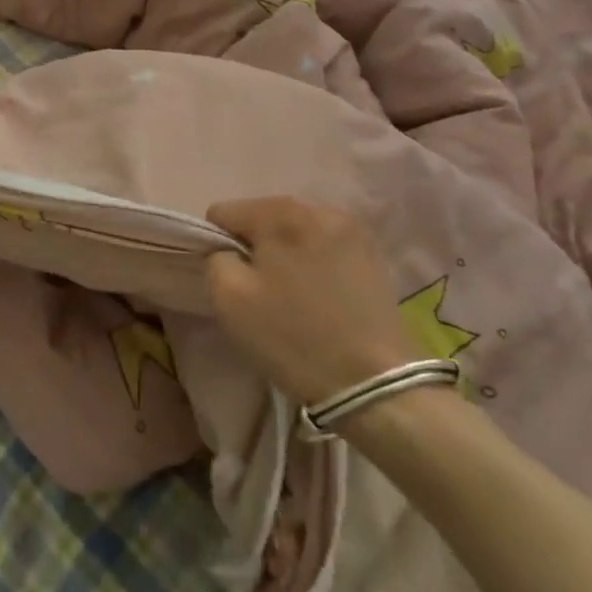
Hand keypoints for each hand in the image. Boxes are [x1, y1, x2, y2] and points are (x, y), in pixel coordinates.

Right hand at [204, 197, 417, 406]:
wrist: (376, 384)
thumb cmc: (293, 337)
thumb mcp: (228, 297)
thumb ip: (215, 258)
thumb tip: (228, 250)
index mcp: (280, 212)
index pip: (223, 213)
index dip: (218, 246)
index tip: (235, 282)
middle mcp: (317, 207)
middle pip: (261, 217)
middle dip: (254, 247)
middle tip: (264, 291)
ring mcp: (351, 227)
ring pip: (293, 230)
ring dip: (284, 253)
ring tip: (295, 294)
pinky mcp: (372, 252)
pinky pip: (322, 244)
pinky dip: (313, 261)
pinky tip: (322, 294)